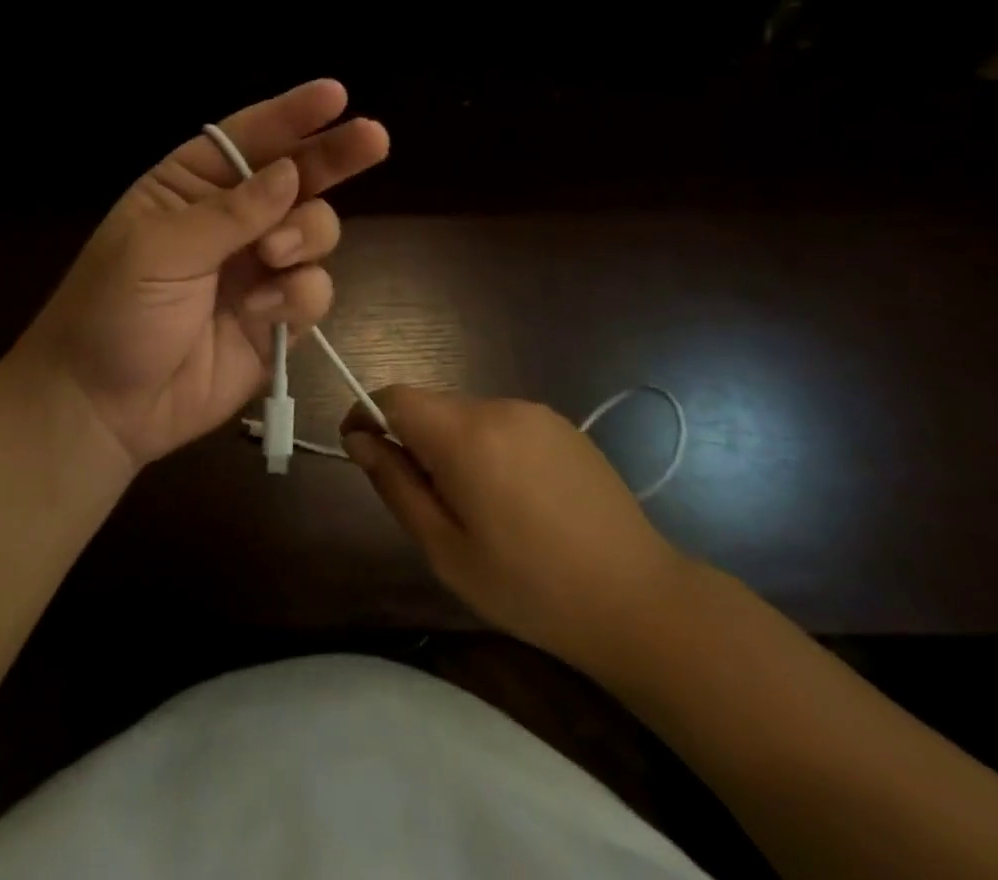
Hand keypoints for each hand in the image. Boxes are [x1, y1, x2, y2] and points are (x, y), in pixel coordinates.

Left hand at [13, 80, 387, 468]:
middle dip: (332, 157)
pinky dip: (298, 296)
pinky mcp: (275, 318)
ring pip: (314, 231)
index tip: (335, 95)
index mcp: (190, 187)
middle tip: (373, 138)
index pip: (246, 139)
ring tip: (273, 256)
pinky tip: (262, 313)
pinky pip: (313, 290)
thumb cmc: (113, 310)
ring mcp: (257, 268)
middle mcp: (231, 219)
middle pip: (296, 176)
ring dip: (306, 235)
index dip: (291, 115)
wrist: (104, 406)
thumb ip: (229, 213)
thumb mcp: (158, 250)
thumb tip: (290, 174)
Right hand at [342, 386, 694, 676]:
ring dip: (450, 444)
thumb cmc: (530, 587)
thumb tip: (359, 439)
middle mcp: (498, 407)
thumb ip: (396, 485)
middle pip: (430, 405)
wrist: (639, 600)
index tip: (358, 449)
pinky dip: (487, 446)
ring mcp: (534, 412)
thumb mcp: (446, 550)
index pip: (394, 397)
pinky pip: (502, 423)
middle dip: (411, 438)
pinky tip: (514, 498)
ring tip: (474, 505)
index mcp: (465, 435)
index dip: (367, 415)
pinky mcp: (561, 425)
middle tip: (422, 498)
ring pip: (465, 414)